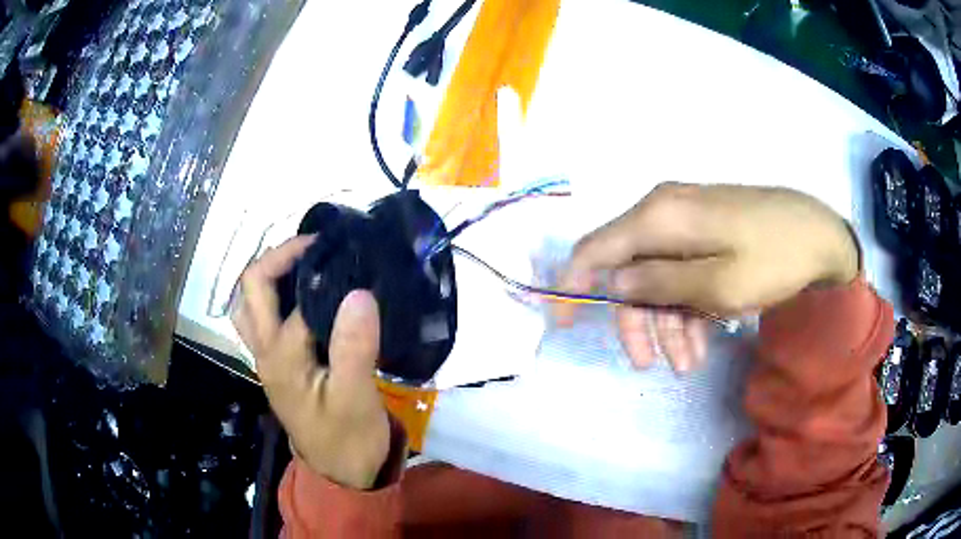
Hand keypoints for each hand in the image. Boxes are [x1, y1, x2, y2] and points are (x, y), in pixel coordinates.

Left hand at [232, 236, 390, 489]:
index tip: (348, 250)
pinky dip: (276, 296)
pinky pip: (263, 319)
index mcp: (281, 357)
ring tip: (305, 263)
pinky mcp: (279, 365)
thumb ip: (354, 347)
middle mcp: (265, 352)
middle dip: (278, 256)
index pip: (295, 297)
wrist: (342, 473)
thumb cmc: (350, 439)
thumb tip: (359, 292)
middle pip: (251, 289)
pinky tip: (304, 295)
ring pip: (249, 304)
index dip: (319, 269)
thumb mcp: (356, 399)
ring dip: (268, 276)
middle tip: (318, 246)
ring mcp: (268, 359)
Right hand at [557, 183, 858, 371]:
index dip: (573, 284)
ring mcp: (688, 225)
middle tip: (648, 365)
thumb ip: (660, 283)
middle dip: (638, 321)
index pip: (597, 248)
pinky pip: (684, 274)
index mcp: (660, 217)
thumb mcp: (717, 284)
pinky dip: (688, 310)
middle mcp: (666, 215)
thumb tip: (617, 282)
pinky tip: (701, 343)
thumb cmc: (773, 258)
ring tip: (688, 364)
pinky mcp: (707, 236)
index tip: (564, 322)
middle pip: (631, 271)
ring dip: (669, 324)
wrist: (820, 235)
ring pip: (660, 278)